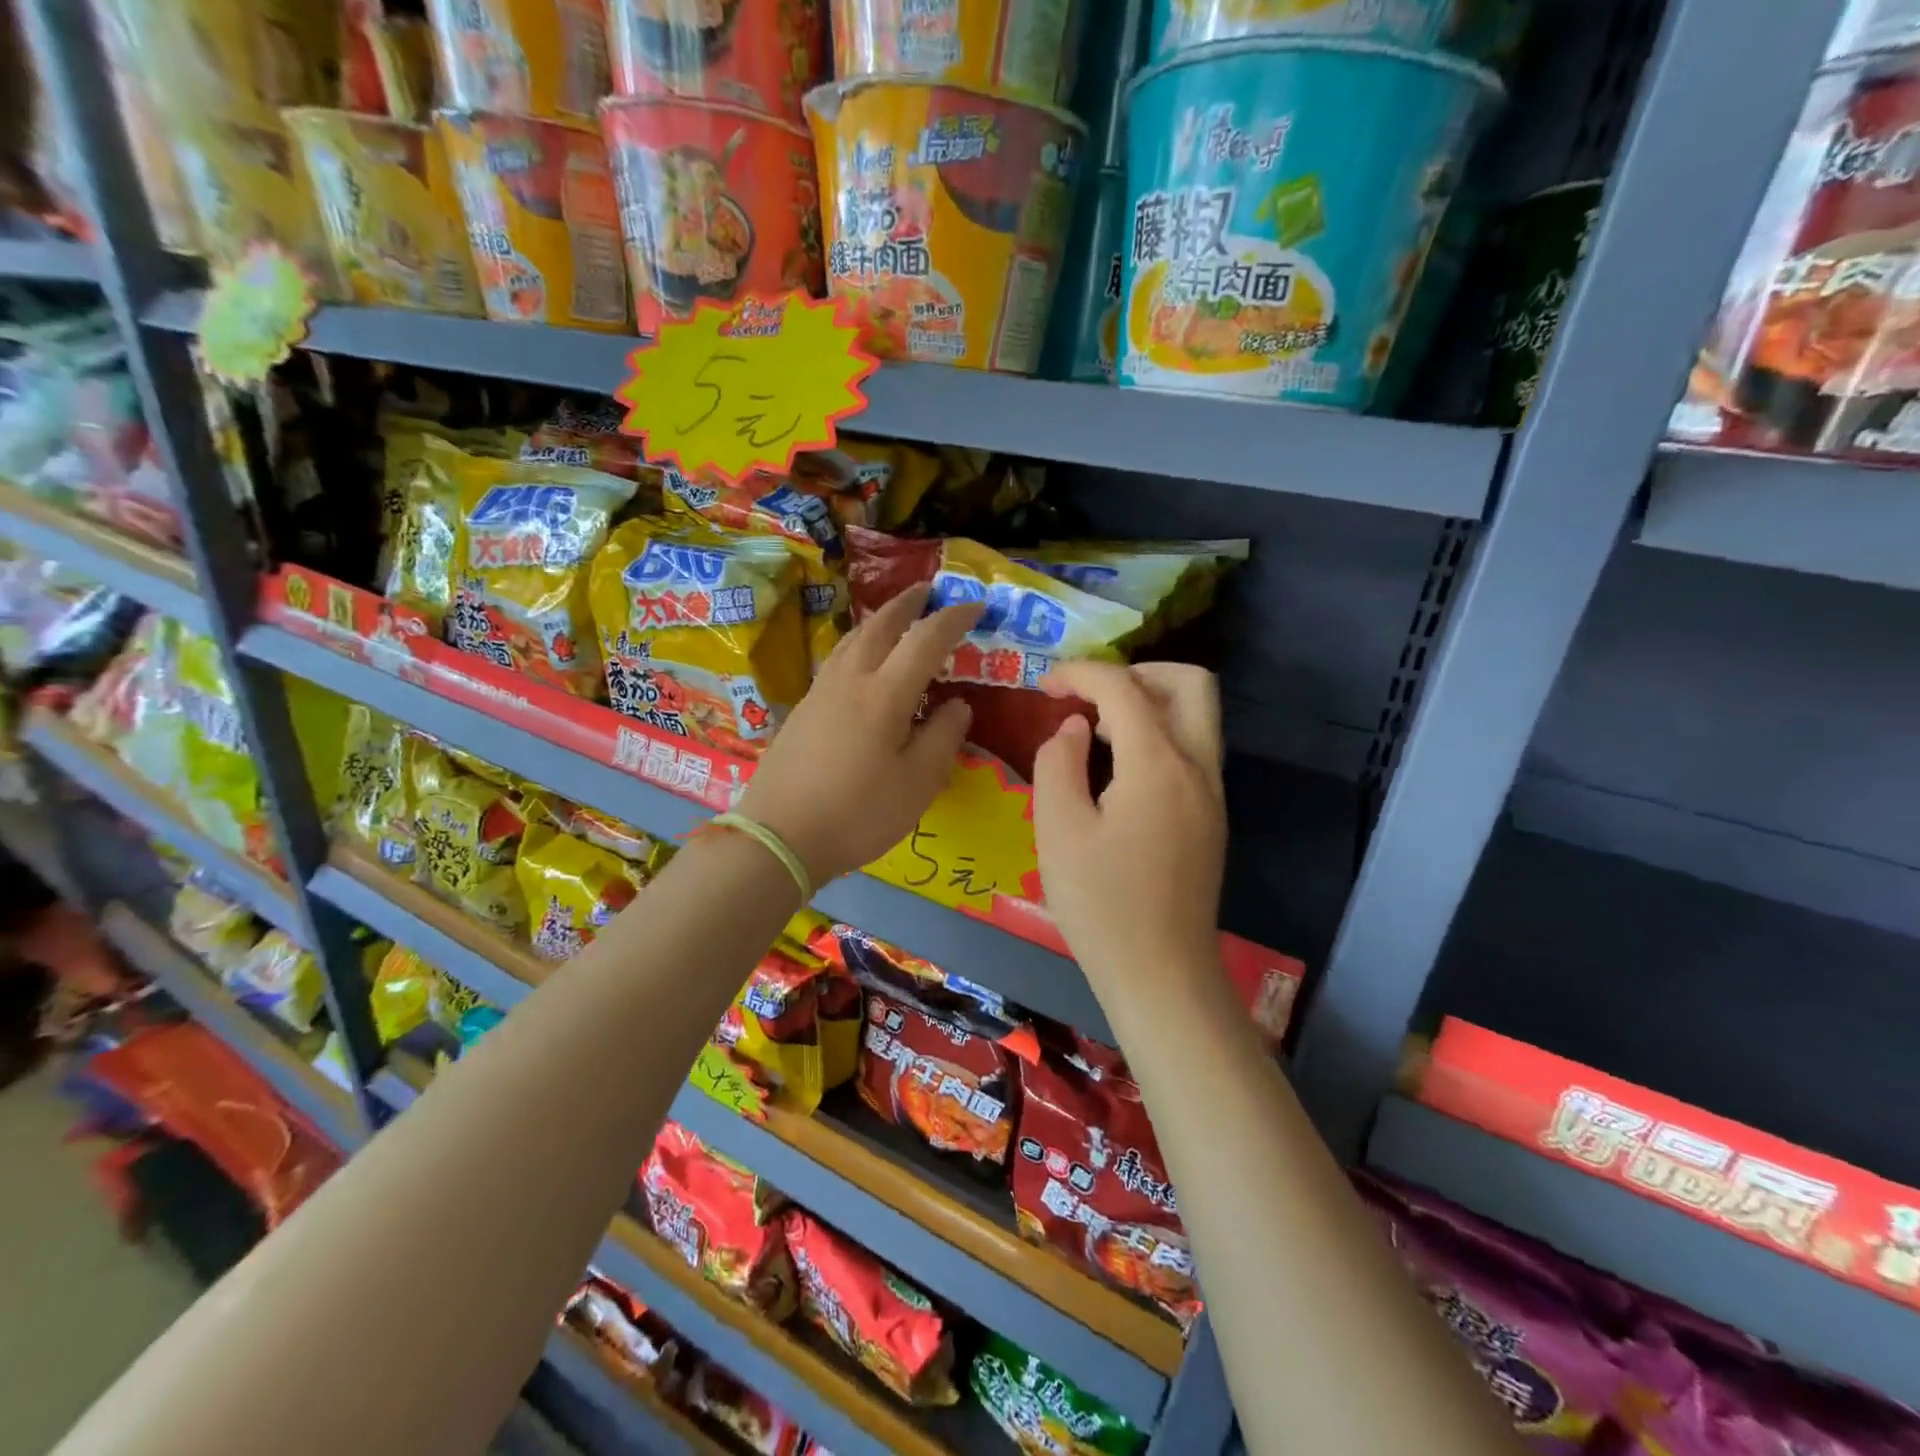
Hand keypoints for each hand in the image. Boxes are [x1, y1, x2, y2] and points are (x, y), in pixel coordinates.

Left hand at [738, 584, 981, 886]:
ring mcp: (820, 692)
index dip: (954, 618)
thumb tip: (957, 704)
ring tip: (896, 617)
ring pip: (852, 638)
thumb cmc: (858, 813)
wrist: (779, 836)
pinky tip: (861, 660)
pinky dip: (859, 643)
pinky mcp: (803, 709)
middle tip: (928, 590)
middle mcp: (850, 680)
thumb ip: (943, 737)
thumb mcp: (917, 783)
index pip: (926, 639)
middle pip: (881, 625)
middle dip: (908, 603)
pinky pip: (837, 658)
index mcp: (884, 694)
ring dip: (880, 619)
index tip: (976, 606)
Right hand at [1032, 662, 1226, 993]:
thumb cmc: (1101, 903)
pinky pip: (1191, 750)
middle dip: (1137, 672)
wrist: (1161, 973)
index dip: (1082, 673)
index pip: (1124, 687)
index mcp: (1159, 764)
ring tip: (1096, 732)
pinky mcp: (1211, 818)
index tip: (1045, 684)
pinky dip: (1157, 736)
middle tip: (1091, 697)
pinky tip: (1117, 770)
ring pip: (1196, 716)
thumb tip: (1075, 729)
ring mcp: (1212, 794)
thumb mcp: (1058, 829)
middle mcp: (1197, 767)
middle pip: (1189, 683)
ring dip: (1149, 704)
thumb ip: (1059, 762)